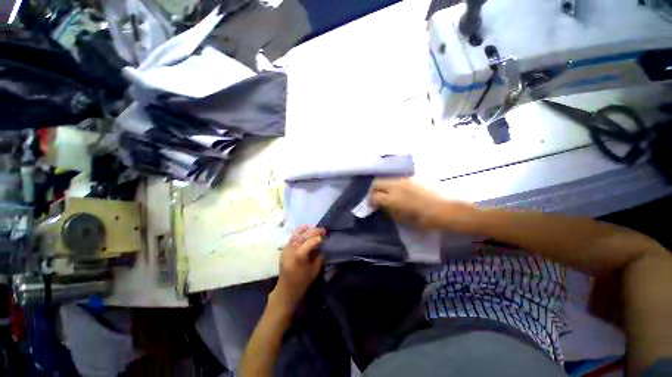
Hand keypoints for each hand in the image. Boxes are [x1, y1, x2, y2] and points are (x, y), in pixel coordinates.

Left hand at [272, 226, 325, 310]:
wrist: (286, 289)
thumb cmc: (302, 281)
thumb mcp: (314, 270)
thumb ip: (319, 257)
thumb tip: (322, 246)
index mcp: (298, 256)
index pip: (309, 242)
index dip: (318, 238)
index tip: (325, 236)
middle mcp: (291, 250)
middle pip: (303, 236)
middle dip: (314, 231)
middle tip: (323, 230)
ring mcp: (286, 249)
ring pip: (296, 234)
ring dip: (306, 229)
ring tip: (314, 227)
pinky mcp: (284, 249)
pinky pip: (292, 237)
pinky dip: (299, 232)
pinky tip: (305, 230)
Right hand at [371, 178, 471, 229]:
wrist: (450, 211)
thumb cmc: (427, 221)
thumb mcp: (405, 220)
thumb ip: (391, 211)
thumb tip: (384, 206)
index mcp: (393, 199)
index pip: (374, 196)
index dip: (371, 201)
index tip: (373, 206)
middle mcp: (397, 186)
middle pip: (377, 182)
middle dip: (374, 190)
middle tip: (377, 198)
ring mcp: (406, 180)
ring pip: (388, 179)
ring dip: (384, 186)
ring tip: (390, 195)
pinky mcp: (415, 177)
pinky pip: (399, 179)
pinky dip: (395, 185)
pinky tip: (403, 192)